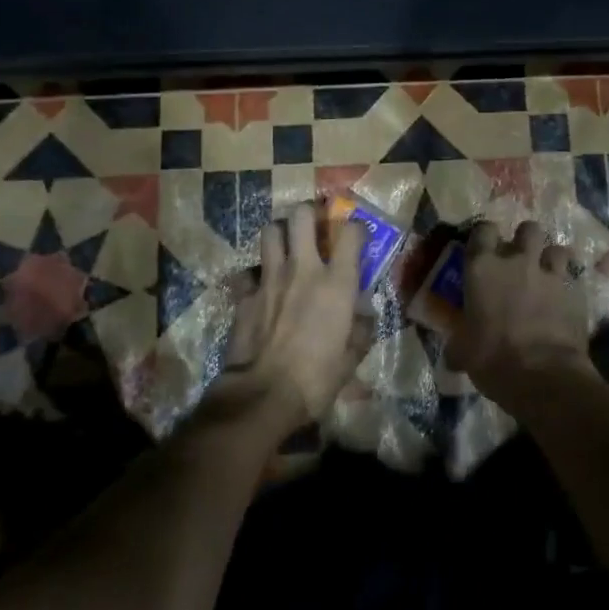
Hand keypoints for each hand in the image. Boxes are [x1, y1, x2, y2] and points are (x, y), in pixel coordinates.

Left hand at [221, 202, 368, 432]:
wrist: (262, 395)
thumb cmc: (316, 379)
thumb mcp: (352, 359)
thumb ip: (361, 331)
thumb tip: (364, 316)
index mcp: (337, 283)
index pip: (351, 233)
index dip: (357, 228)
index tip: (358, 237)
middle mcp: (303, 269)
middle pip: (301, 216)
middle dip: (309, 214)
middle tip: (314, 227)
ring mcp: (269, 278)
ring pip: (270, 231)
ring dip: (280, 234)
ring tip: (286, 247)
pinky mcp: (244, 294)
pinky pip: (248, 272)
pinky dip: (254, 275)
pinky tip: (259, 287)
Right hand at [446, 220, 593, 409]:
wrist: (542, 375)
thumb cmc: (491, 358)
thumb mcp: (463, 351)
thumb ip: (459, 341)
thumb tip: (453, 353)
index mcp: (482, 268)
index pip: (483, 230)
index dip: (485, 236)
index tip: (484, 249)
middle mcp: (517, 261)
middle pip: (528, 229)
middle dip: (525, 240)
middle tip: (520, 260)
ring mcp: (551, 275)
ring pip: (557, 249)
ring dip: (551, 260)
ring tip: (547, 276)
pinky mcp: (577, 293)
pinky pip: (574, 279)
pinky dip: (569, 287)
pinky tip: (565, 301)